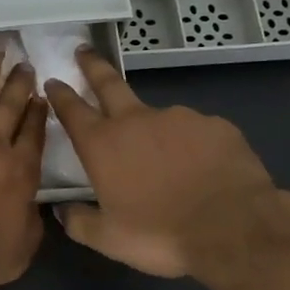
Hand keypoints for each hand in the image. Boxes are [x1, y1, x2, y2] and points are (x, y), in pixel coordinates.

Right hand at [44, 48, 282, 281]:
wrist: (236, 230)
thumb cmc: (162, 235)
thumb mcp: (110, 240)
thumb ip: (79, 222)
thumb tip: (62, 211)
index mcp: (103, 145)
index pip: (72, 109)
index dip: (60, 93)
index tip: (52, 80)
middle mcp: (136, 121)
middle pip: (108, 83)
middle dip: (93, 66)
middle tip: (83, 50)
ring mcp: (179, 118)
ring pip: (158, 118)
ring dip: (155, 130)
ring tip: (168, 162)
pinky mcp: (217, 126)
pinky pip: (197, 133)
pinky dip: (194, 146)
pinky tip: (203, 169)